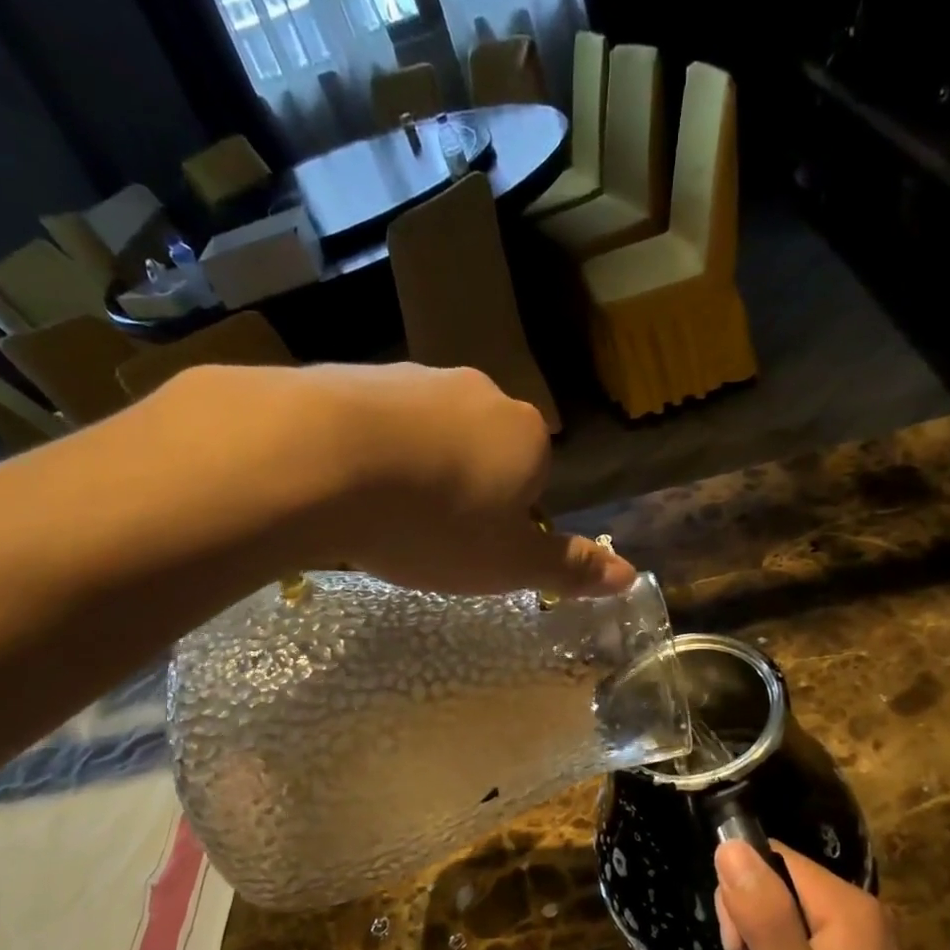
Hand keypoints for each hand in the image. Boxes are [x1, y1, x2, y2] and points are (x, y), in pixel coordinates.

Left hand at [262, 362, 633, 596]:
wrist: (319, 460)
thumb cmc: (434, 523)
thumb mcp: (508, 564)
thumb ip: (569, 568)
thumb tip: (630, 575)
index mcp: (525, 435)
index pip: (536, 479)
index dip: (508, 519)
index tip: (473, 548)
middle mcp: (479, 394)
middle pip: (483, 451)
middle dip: (463, 489)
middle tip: (427, 537)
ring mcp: (416, 377)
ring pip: (429, 434)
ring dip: (416, 470)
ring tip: (382, 515)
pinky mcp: (356, 374)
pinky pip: (378, 423)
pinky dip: (370, 452)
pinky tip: (345, 485)